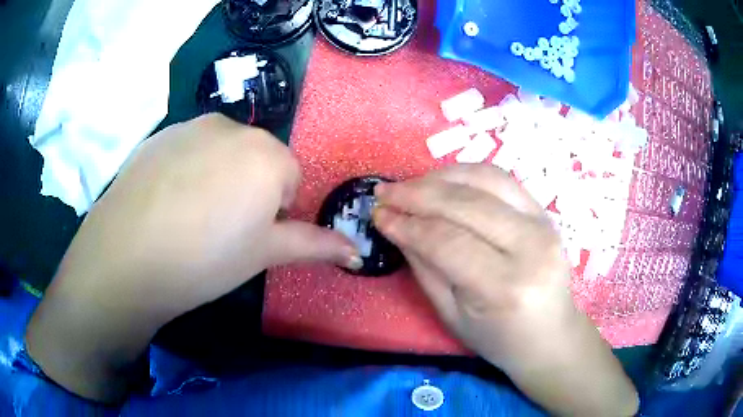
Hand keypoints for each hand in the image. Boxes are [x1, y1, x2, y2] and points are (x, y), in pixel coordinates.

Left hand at [26, 114, 358, 401]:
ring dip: (217, 176)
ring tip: (190, 215)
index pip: (288, 177)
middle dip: (248, 188)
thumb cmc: (205, 258)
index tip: (249, 236)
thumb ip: (313, 246)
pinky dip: (187, 169)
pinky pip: (188, 148)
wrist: (129, 254)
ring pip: (221, 150)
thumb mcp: (263, 254)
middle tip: (220, 228)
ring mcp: (192, 125)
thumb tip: (355, 251)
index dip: (274, 210)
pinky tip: (166, 200)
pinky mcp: (161, 133)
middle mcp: (233, 128)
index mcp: (266, 154)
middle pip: (256, 158)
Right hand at [373, 164, 637, 416]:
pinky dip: (467, 173)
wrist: (550, 335)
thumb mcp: (453, 315)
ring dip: (440, 177)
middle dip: (417, 194)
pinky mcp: (545, 212)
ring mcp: (544, 223)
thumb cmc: (499, 338)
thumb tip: (396, 226)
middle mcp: (530, 247)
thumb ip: (425, 268)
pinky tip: (443, 180)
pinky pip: (502, 179)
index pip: (447, 242)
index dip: (407, 225)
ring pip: (485, 180)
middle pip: (465, 204)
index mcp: (505, 287)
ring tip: (409, 185)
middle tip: (384, 193)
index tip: (378, 216)